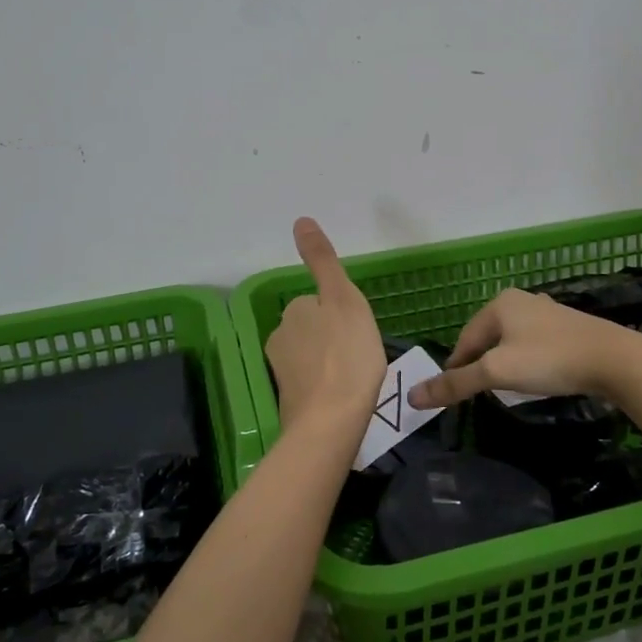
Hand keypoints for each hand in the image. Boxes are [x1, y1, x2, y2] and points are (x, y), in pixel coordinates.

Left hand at [265, 218, 386, 437]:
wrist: (331, 420)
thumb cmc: (348, 355)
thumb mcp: (343, 298)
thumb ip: (322, 261)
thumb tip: (300, 220)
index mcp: (294, 311)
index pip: (318, 303)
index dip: (340, 314)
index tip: (358, 330)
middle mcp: (280, 337)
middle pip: (312, 329)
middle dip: (332, 337)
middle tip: (360, 354)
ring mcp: (282, 371)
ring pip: (311, 356)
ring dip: (329, 361)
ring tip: (355, 377)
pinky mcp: (289, 400)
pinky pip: (311, 383)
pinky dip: (324, 385)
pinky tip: (343, 396)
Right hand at [407, 288, 641, 408]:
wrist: (615, 360)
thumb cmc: (549, 360)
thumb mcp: (497, 373)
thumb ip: (456, 383)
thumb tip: (413, 396)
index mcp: (499, 304)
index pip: (464, 339)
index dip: (456, 368)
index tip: (454, 395)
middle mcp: (521, 300)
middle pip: (487, 338)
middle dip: (481, 365)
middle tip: (480, 394)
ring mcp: (547, 312)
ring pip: (511, 341)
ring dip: (505, 363)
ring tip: (506, 388)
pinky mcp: (568, 326)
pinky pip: (534, 344)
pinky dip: (528, 361)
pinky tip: (536, 376)